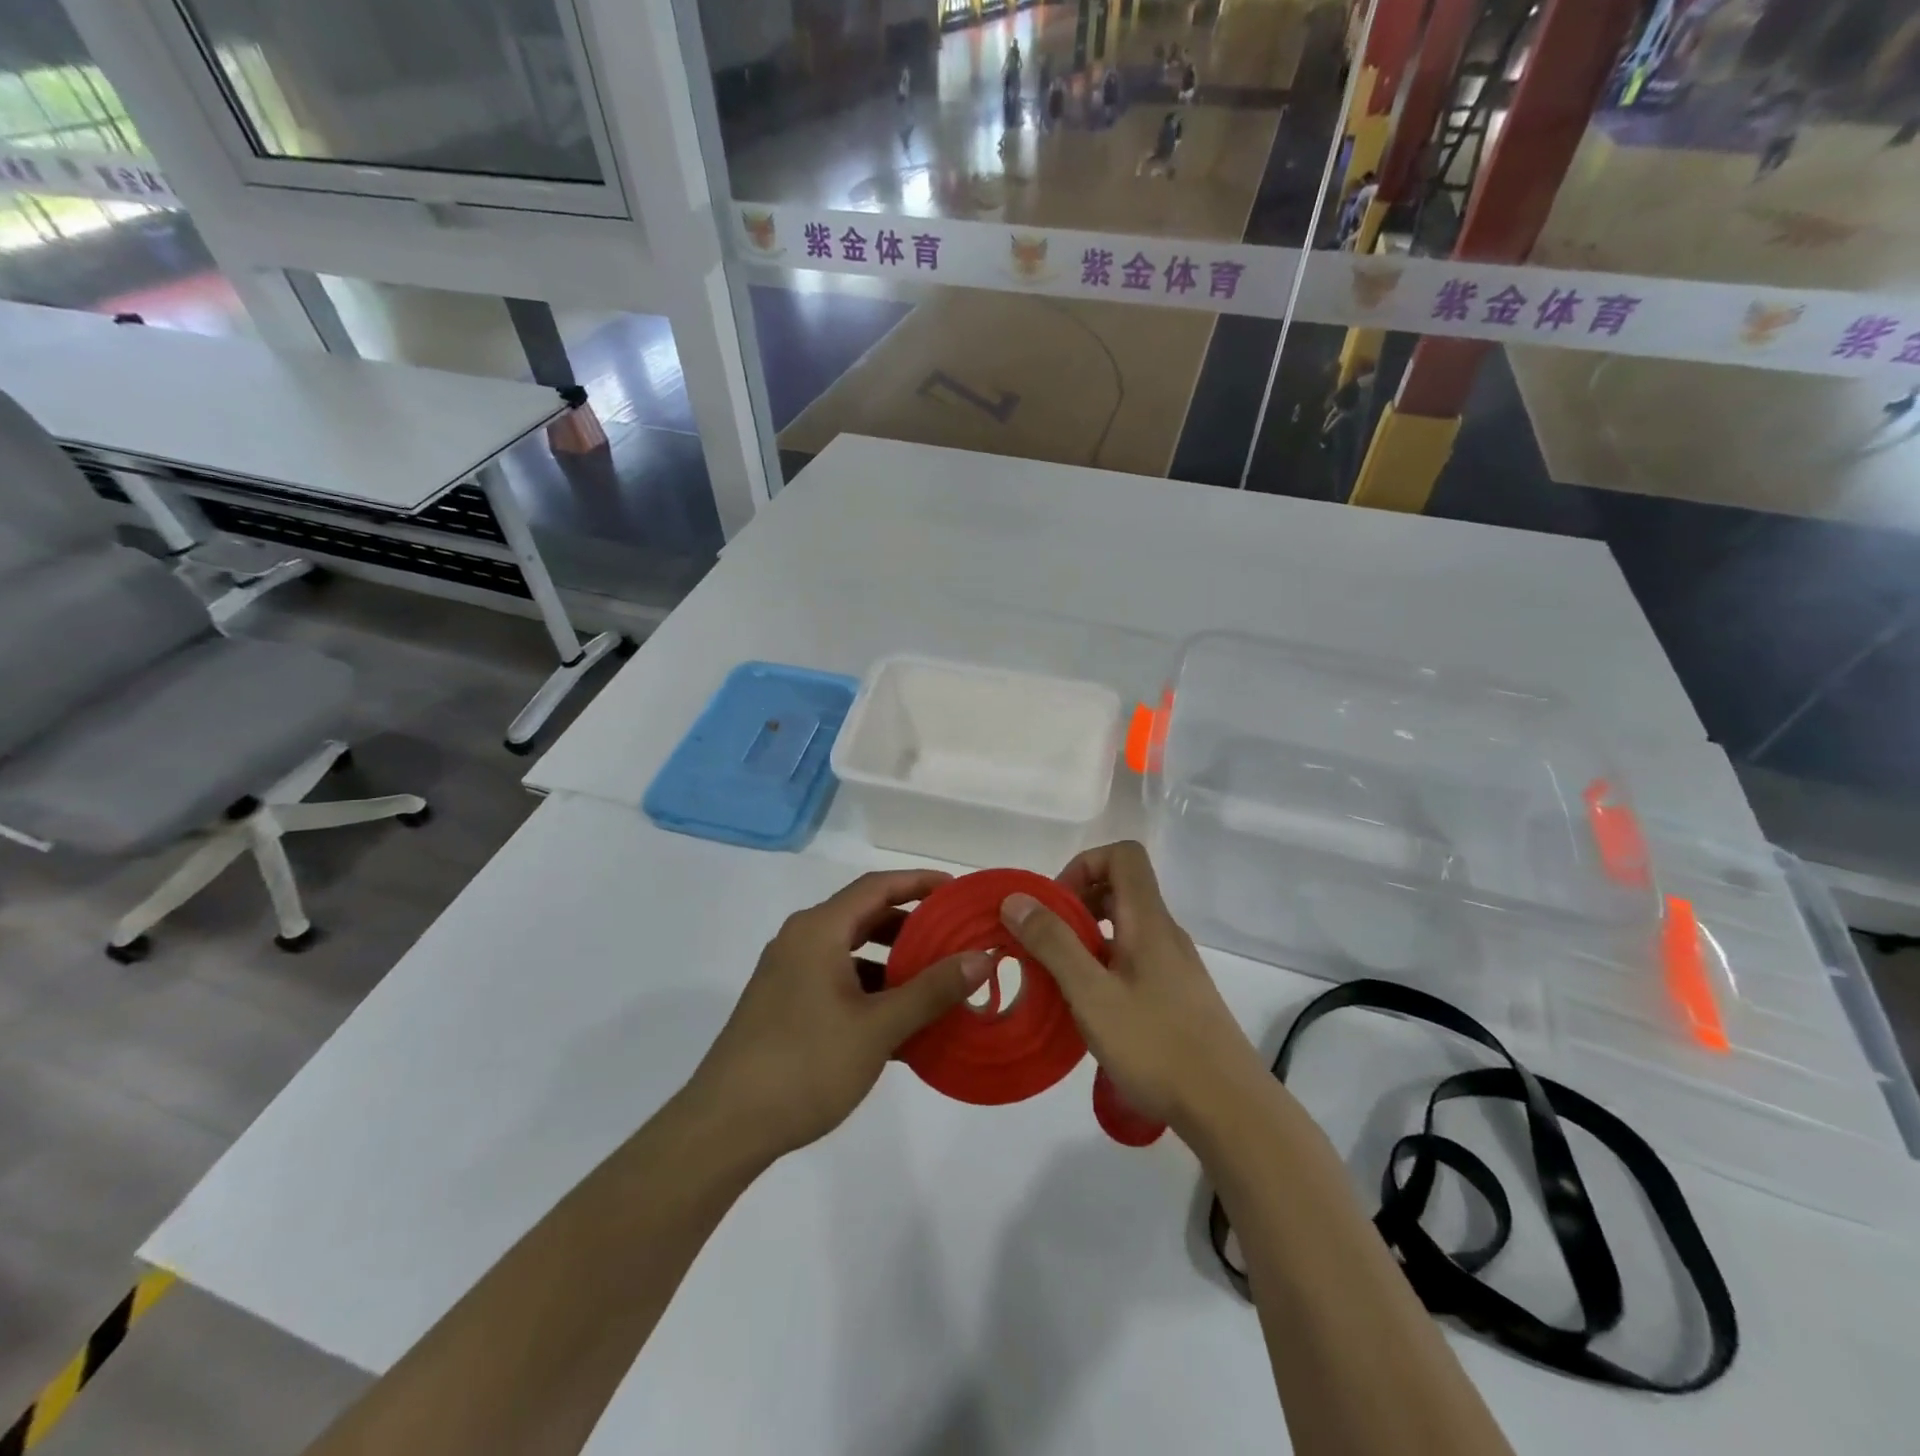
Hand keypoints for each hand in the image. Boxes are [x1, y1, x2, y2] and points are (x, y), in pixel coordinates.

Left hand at [691, 870, 992, 1163]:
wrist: (725, 1127)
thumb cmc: (805, 1065)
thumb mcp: (878, 1027)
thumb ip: (932, 990)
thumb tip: (983, 957)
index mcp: (818, 930)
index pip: (877, 886)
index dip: (920, 882)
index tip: (958, 892)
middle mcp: (801, 940)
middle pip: (864, 915)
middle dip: (911, 924)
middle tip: (954, 938)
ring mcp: (788, 973)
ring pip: (851, 951)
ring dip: (892, 960)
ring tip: (935, 981)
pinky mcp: (784, 1004)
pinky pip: (837, 979)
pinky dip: (871, 988)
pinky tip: (899, 1021)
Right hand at [1000, 841, 1266, 1136]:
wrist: (1230, 1110)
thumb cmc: (1157, 1046)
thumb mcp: (1092, 995)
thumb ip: (1053, 944)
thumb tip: (1017, 899)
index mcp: (1149, 921)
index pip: (1123, 856)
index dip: (1084, 866)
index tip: (1055, 906)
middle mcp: (1165, 933)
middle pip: (1121, 888)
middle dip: (1076, 904)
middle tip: (1046, 943)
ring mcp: (1174, 965)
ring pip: (1125, 927)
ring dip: (1087, 939)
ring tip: (1059, 978)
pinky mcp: (1177, 996)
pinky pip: (1133, 959)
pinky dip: (1104, 966)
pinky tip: (1089, 1009)